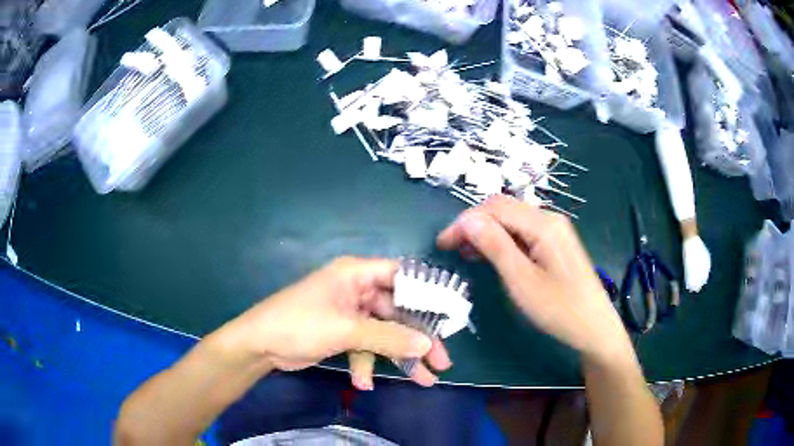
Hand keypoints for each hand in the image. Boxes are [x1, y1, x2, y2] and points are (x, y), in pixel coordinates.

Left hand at [215, 257, 451, 388]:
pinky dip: (367, 364)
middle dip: (418, 338)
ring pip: (385, 333)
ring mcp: (349, 313)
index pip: (402, 276)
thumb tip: (426, 344)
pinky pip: (366, 346)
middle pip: (397, 312)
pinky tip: (362, 382)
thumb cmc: (299, 325)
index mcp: (356, 274)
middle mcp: (356, 290)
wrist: (259, 346)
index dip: (427, 294)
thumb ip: (388, 337)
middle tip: (441, 361)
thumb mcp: (346, 330)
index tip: (450, 316)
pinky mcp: (342, 333)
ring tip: (422, 380)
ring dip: (398, 357)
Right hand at [437, 195, 632, 362]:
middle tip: (452, 249)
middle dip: (474, 224)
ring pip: (512, 220)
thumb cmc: (559, 309)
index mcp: (543, 224)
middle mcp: (549, 218)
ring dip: (487, 232)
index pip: (495, 208)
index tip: (443, 244)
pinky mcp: (555, 244)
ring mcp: (554, 230)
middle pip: (503, 209)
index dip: (465, 222)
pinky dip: (502, 240)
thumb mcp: (522, 281)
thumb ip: (495, 246)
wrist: (594, 327)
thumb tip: (466, 219)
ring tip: (467, 254)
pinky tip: (492, 255)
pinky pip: (523, 232)